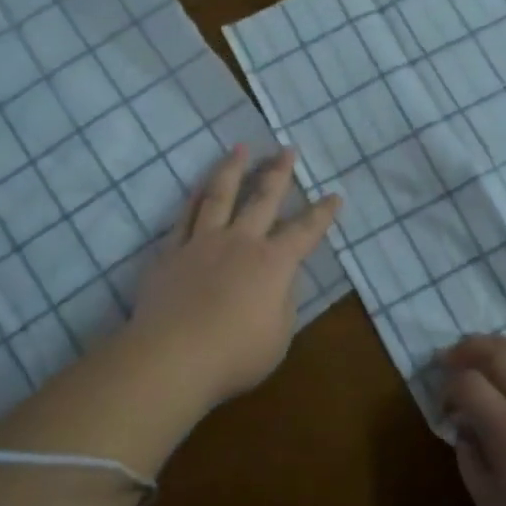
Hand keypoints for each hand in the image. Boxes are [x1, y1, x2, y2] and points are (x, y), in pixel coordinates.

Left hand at [129, 145, 340, 409]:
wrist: (173, 357)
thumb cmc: (235, 355)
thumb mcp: (278, 336)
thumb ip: (282, 302)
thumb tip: (279, 281)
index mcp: (273, 263)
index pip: (305, 231)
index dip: (322, 214)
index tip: (334, 195)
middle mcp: (240, 242)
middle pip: (262, 199)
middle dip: (278, 173)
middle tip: (286, 149)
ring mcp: (202, 242)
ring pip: (219, 195)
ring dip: (233, 169)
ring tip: (240, 148)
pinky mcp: (170, 252)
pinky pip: (185, 216)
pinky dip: (195, 197)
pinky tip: (199, 185)